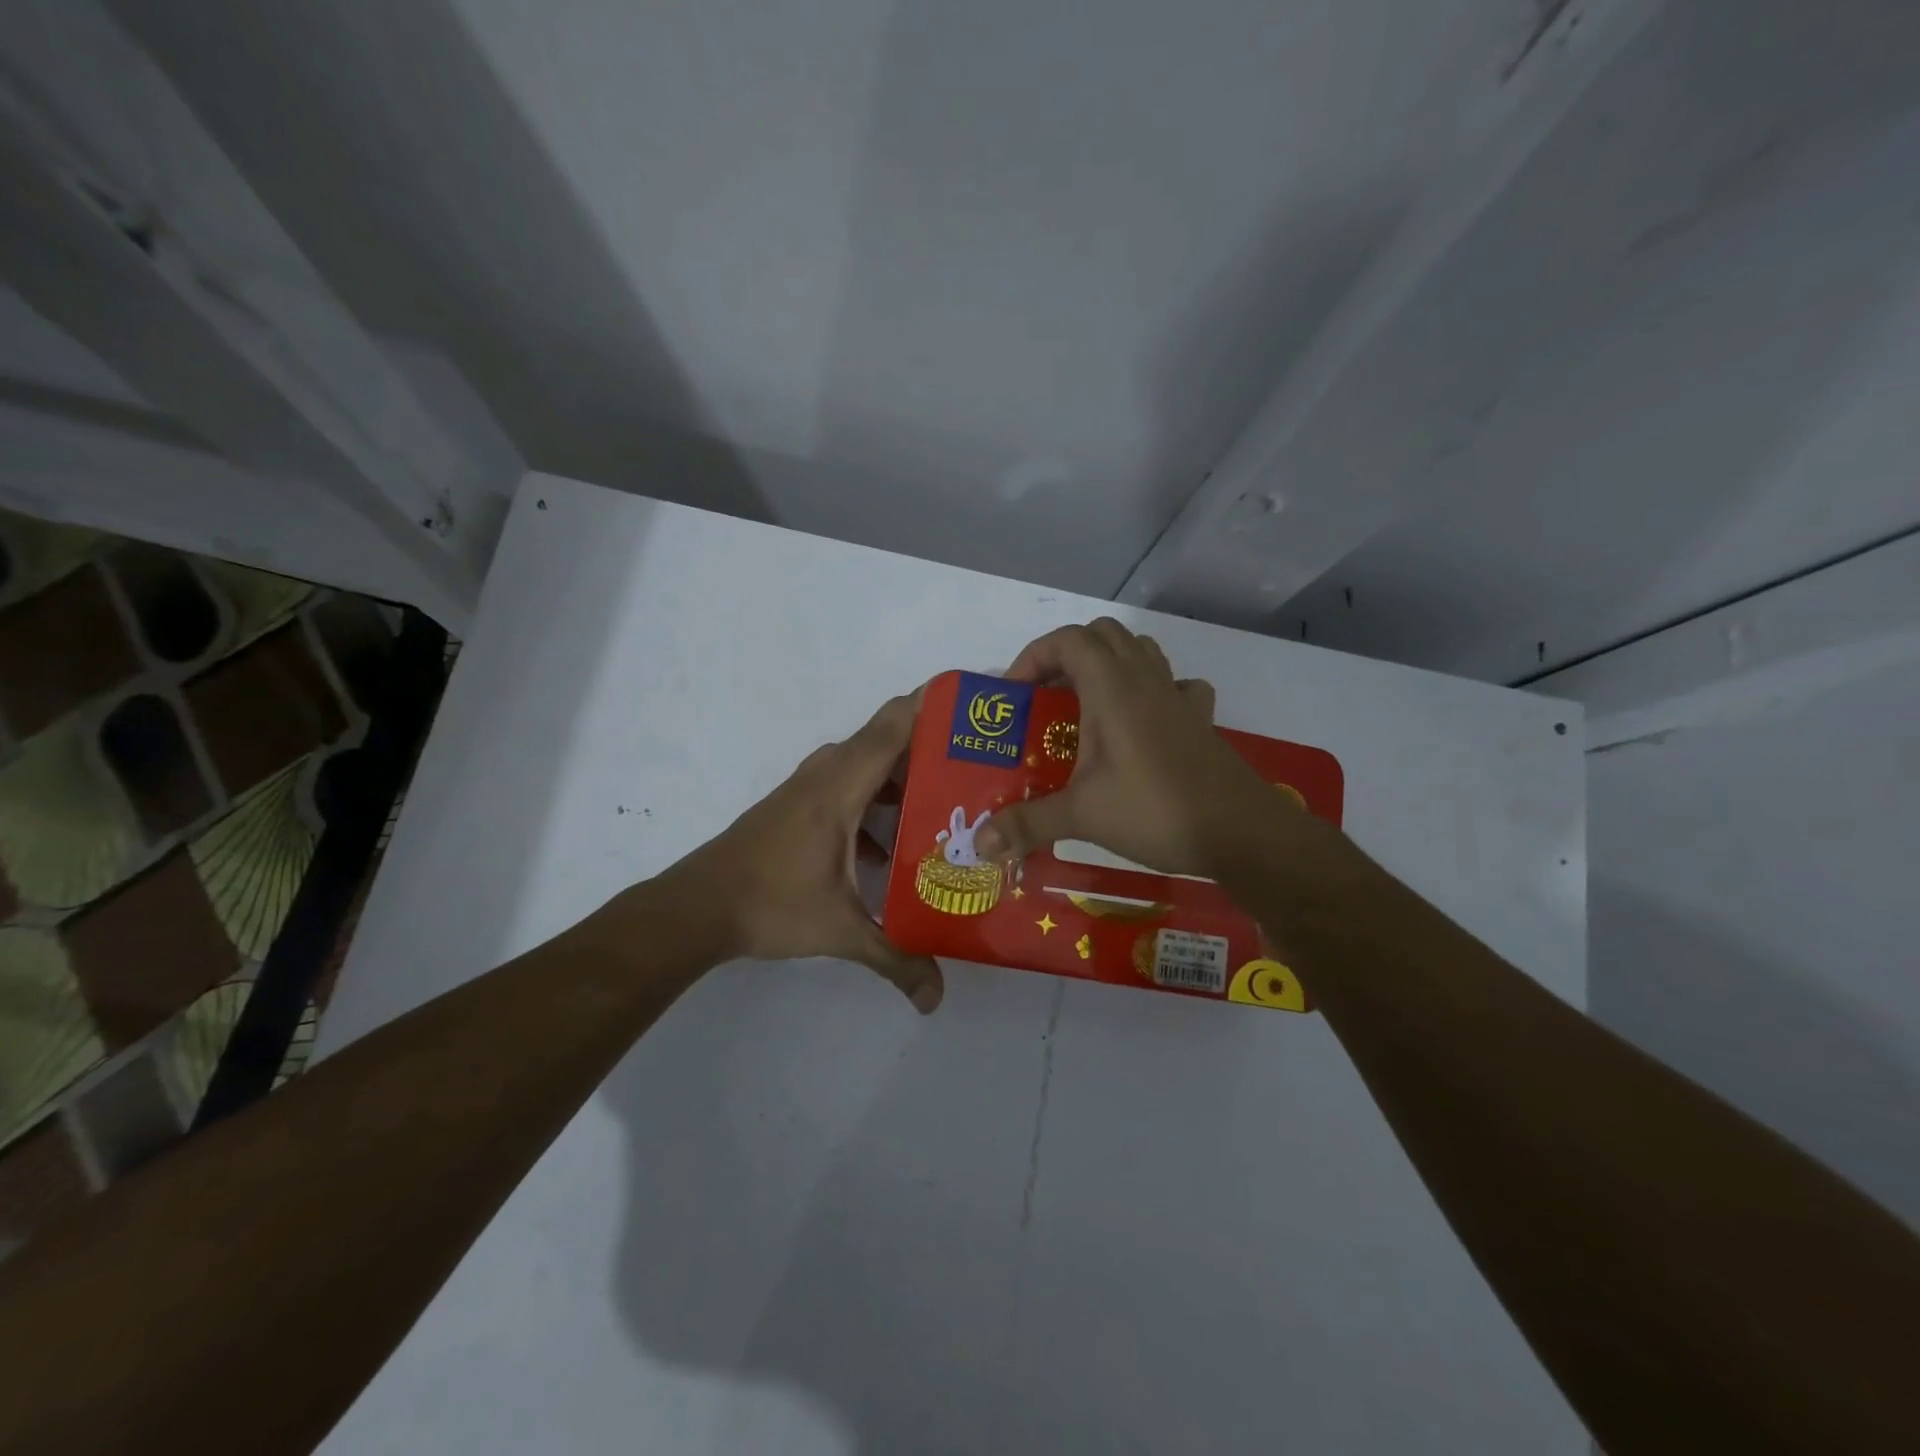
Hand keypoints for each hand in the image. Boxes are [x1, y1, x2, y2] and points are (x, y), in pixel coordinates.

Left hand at [667, 690, 943, 1012]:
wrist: (698, 908)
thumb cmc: (770, 904)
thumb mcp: (840, 931)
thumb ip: (894, 958)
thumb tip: (936, 997)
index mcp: (840, 787)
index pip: (892, 727)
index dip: (932, 705)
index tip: (973, 700)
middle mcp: (826, 775)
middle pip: (887, 741)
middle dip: (934, 746)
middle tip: (982, 764)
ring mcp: (810, 788)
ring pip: (868, 764)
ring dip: (906, 775)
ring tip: (952, 800)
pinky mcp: (800, 806)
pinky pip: (851, 784)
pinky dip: (879, 798)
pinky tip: (900, 841)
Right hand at [974, 618, 1287, 878]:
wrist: (1239, 830)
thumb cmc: (1154, 809)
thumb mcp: (1082, 816)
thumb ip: (1027, 824)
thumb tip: (978, 844)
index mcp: (1112, 688)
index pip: (1067, 640)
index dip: (1033, 657)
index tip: (1014, 695)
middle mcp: (1145, 680)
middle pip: (1102, 635)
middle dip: (1066, 655)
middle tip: (1046, 697)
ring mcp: (1177, 697)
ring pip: (1140, 651)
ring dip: (1108, 664)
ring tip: (1087, 703)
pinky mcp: (1200, 720)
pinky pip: (1175, 684)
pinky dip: (1153, 690)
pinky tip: (1144, 721)